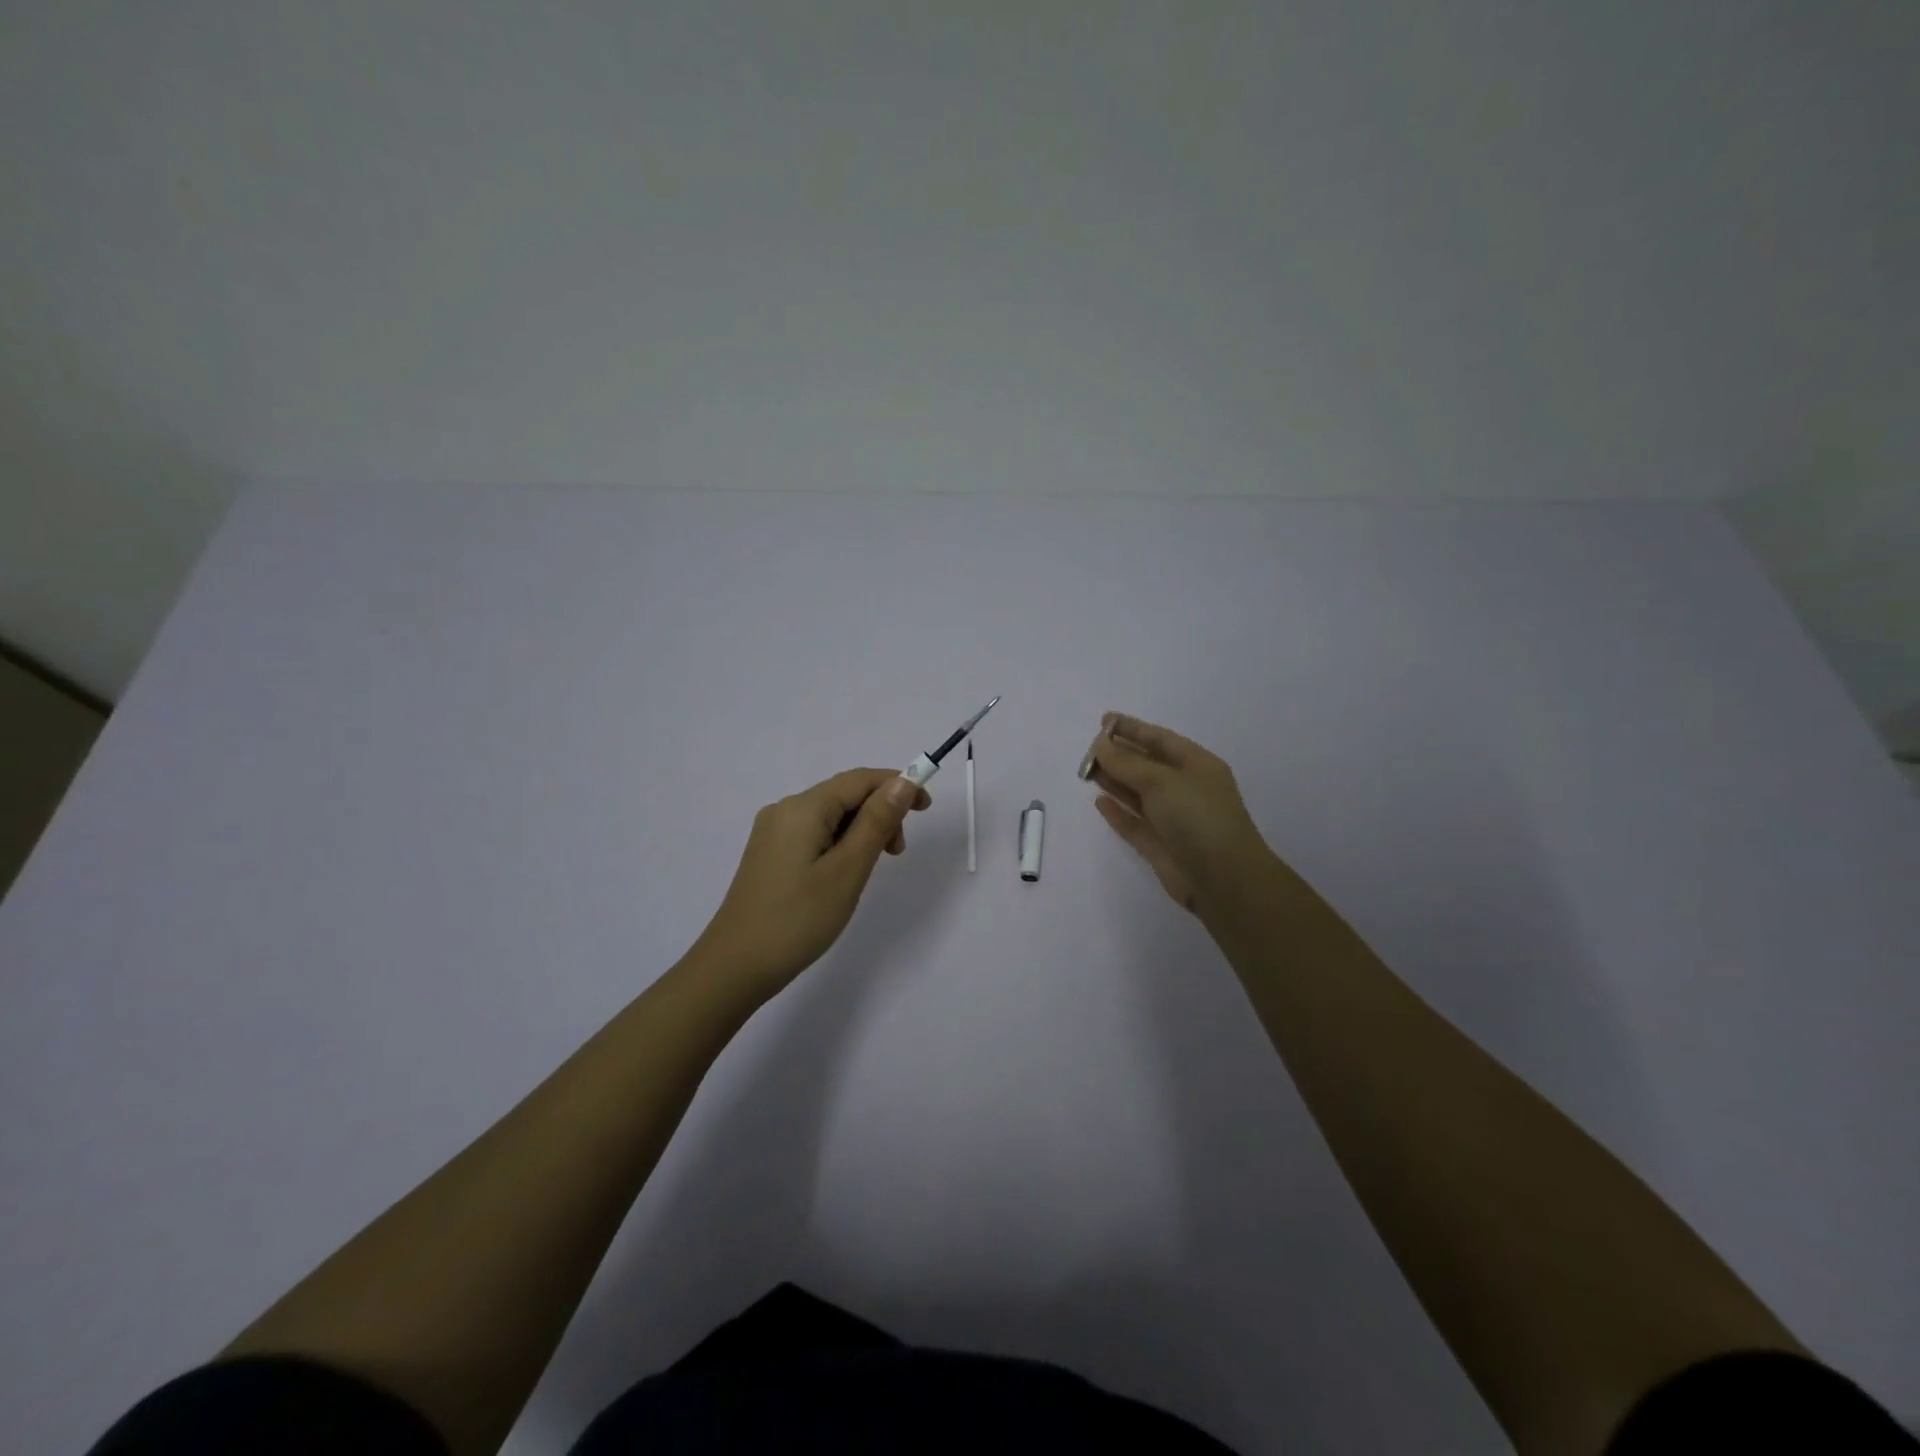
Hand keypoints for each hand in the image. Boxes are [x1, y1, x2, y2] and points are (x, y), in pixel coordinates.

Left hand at [692, 768, 930, 995]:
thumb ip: (877, 822)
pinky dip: (840, 843)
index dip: (898, 785)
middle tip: (898, 853)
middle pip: (844, 794)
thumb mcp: (848, 870)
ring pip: (831, 816)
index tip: (927, 810)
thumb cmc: (798, 919)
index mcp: (803, 807)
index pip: (860, 779)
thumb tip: (903, 782)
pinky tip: (845, 873)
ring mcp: (773, 832)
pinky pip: (815, 834)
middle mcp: (785, 810)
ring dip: (862, 831)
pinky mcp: (770, 854)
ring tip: (873, 868)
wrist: (735, 966)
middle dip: (880, 812)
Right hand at [1084, 712, 1274, 914]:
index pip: (1159, 739)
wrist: (1222, 878)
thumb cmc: (1197, 816)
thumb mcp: (1161, 780)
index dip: (1132, 728)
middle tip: (1088, 749)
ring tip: (1086, 771)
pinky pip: (1134, 823)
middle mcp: (1185, 788)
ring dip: (1114, 780)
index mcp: (1196, 765)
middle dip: (1118, 755)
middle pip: (1146, 765)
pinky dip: (1117, 812)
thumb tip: (1100, 745)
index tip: (1104, 720)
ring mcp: (1173, 818)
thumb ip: (1126, 762)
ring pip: (1137, 793)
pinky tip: (1099, 802)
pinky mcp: (1160, 845)